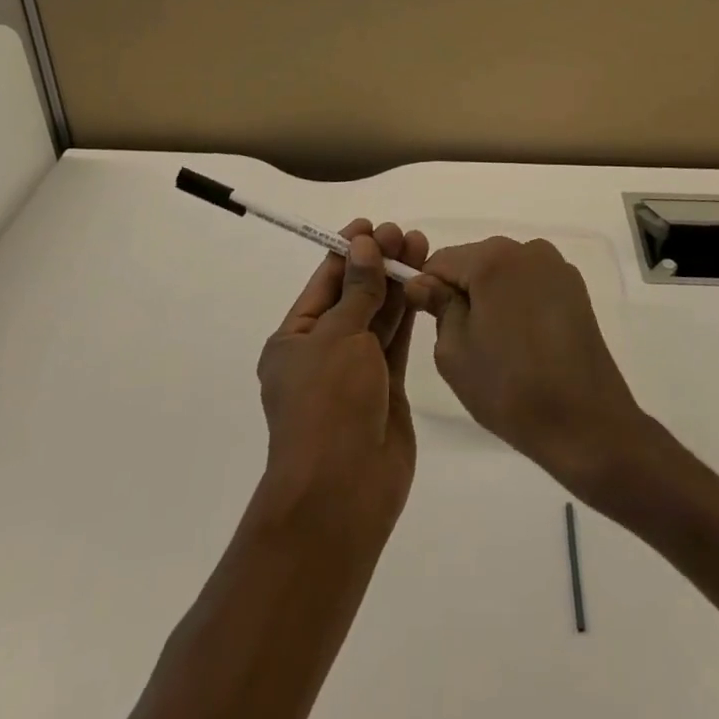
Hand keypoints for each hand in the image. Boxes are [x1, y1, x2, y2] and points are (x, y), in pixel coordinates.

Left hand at [256, 220, 429, 538]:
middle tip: (404, 234)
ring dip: (396, 284)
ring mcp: (356, 373)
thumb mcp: (339, 337)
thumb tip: (363, 244)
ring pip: (379, 317)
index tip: (372, 225)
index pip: (324, 283)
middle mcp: (323, 352)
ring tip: (420, 247)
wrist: (342, 493)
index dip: (348, 251)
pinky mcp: (385, 390)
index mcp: (295, 339)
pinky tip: (424, 285)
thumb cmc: (328, 405)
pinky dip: (409, 314)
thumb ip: (358, 290)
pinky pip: (396, 343)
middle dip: (377, 264)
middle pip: (354, 296)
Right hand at [404, 237, 647, 496]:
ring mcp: (556, 266)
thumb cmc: (510, 388)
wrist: (587, 424)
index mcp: (493, 259)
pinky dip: (519, 302)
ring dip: (491, 296)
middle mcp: (527, 250)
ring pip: (504, 272)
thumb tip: (424, 283)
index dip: (426, 287)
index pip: (442, 260)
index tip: (426, 320)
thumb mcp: (454, 351)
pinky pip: (530, 284)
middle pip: (475, 261)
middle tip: (463, 341)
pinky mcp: (575, 288)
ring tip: (498, 344)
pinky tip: (524, 341)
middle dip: (462, 291)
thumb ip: (437, 307)